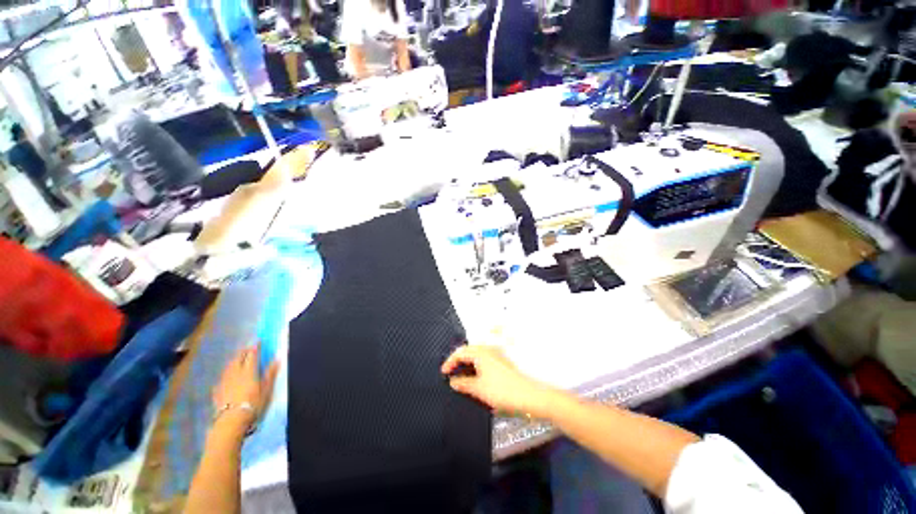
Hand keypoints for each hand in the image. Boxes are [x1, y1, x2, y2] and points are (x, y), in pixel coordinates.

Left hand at [212, 344, 279, 430]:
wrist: (231, 420)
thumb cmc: (253, 403)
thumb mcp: (266, 389)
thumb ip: (270, 373)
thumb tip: (277, 358)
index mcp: (249, 370)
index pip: (252, 355)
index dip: (255, 347)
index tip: (258, 341)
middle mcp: (235, 372)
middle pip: (238, 358)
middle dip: (243, 351)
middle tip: (248, 348)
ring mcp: (224, 381)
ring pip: (229, 366)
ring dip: (234, 360)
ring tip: (238, 358)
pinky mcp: (217, 390)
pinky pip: (222, 377)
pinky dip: (227, 372)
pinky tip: (227, 376)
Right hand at [441, 345, 557, 417]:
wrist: (528, 396)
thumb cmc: (502, 391)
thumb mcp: (478, 388)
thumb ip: (463, 383)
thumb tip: (453, 381)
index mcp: (481, 352)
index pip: (460, 352)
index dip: (449, 361)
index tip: (443, 372)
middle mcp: (488, 350)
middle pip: (468, 351)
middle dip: (458, 361)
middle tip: (450, 373)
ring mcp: (496, 355)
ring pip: (476, 355)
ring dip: (467, 364)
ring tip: (461, 377)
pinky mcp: (502, 362)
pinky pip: (484, 360)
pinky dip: (476, 366)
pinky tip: (475, 378)